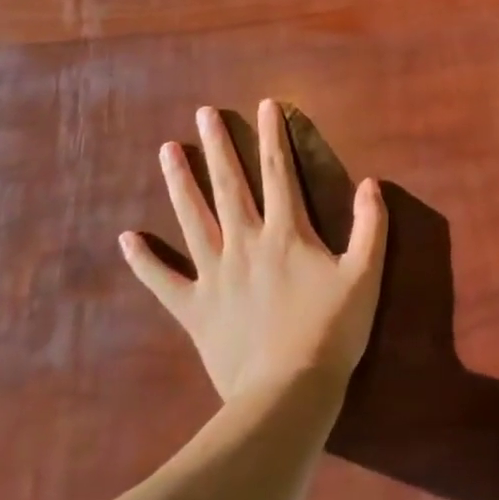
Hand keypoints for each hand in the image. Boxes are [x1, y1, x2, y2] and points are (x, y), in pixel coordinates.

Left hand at [120, 99, 387, 403]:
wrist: (286, 394)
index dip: (273, 136)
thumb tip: (371, 182)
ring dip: (179, 183)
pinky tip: (127, 238)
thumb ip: (370, 226)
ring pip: (192, 219)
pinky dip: (144, 260)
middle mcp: (245, 243)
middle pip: (229, 185)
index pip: (279, 172)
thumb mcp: (365, 275)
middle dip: (217, 146)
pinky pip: (163, 280)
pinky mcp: (194, 309)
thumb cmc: (331, 331)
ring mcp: (214, 275)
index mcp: (286, 233)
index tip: (266, 105)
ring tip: (166, 151)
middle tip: (202, 114)